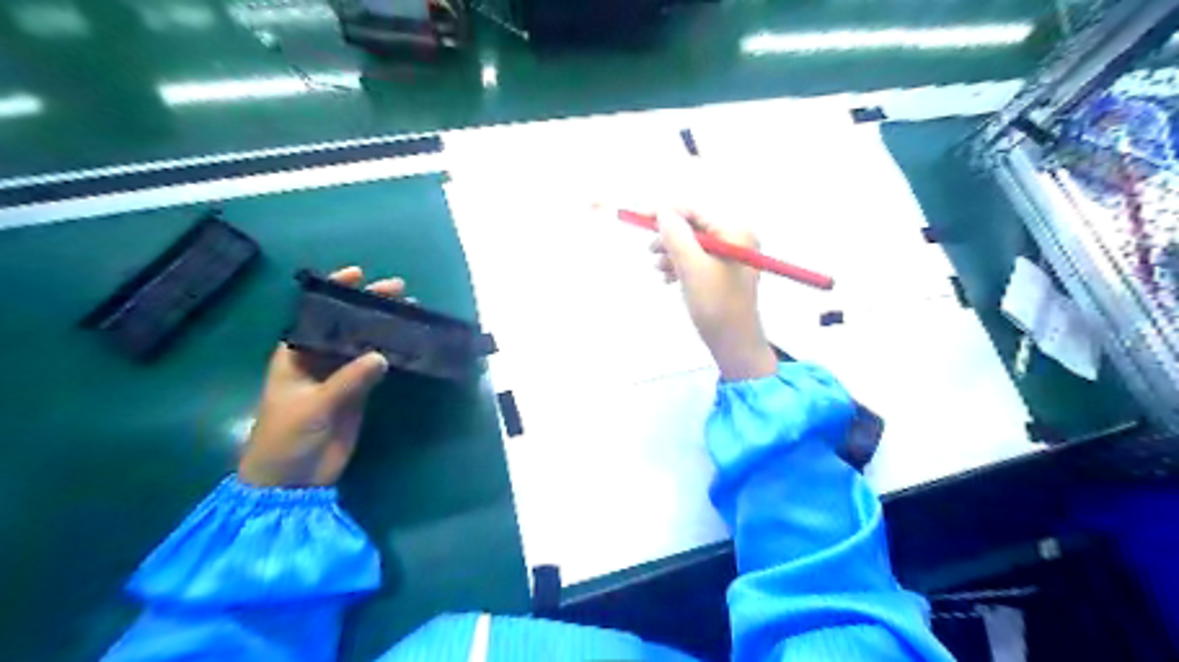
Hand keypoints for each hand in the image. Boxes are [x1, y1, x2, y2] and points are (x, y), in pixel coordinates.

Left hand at [236, 266, 407, 487]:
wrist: (292, 481)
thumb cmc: (286, 438)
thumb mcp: (312, 406)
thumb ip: (347, 381)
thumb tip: (381, 355)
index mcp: (294, 355)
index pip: (315, 315)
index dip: (334, 293)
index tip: (357, 274)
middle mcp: (317, 360)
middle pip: (345, 326)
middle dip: (368, 306)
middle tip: (398, 291)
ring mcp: (339, 377)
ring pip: (363, 344)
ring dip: (384, 329)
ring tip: (410, 312)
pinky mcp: (357, 394)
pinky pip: (376, 369)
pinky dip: (391, 355)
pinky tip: (408, 343)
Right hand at [649, 206, 780, 381]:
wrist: (734, 344)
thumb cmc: (716, 305)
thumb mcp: (692, 269)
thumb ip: (676, 237)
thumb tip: (662, 212)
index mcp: (735, 232)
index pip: (695, 211)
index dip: (666, 212)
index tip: (639, 217)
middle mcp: (736, 238)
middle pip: (694, 227)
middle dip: (670, 237)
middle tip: (651, 250)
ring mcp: (731, 256)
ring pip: (693, 244)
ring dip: (673, 253)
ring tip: (660, 270)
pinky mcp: (724, 271)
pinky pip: (698, 259)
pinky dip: (681, 265)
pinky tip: (669, 278)